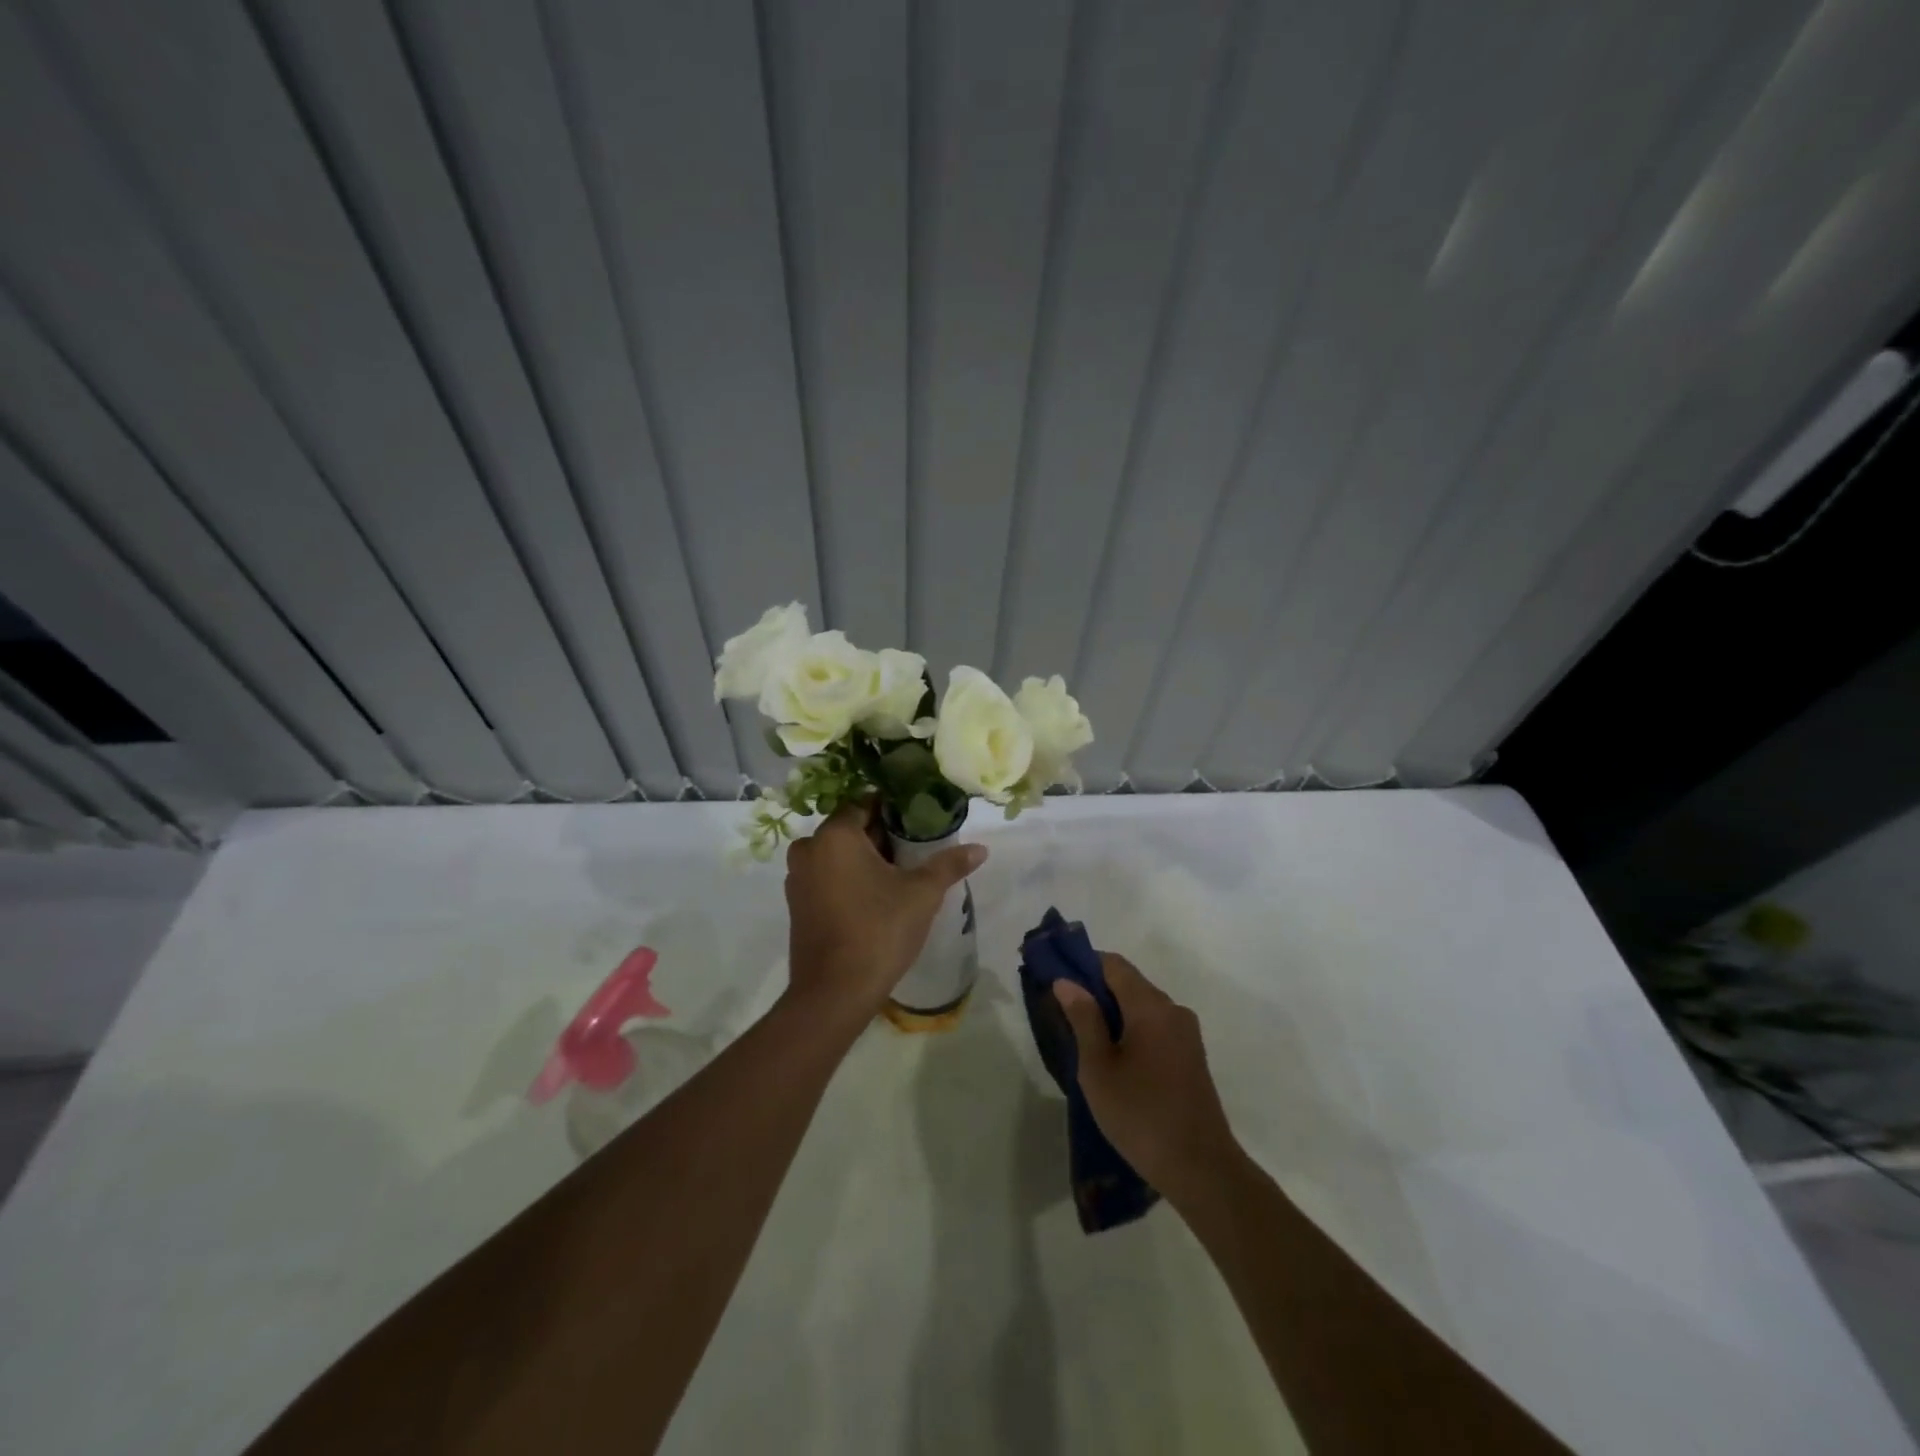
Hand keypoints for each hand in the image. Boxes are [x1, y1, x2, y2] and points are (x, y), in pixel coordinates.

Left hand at [784, 800, 985, 1024]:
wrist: (834, 992)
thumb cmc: (879, 930)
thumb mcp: (922, 894)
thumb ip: (949, 864)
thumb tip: (981, 849)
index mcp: (835, 835)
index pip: (864, 803)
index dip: (894, 810)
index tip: (919, 821)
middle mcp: (809, 849)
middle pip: (850, 829)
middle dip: (881, 836)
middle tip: (915, 850)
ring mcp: (798, 879)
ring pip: (837, 854)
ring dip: (864, 859)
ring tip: (899, 875)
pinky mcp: (797, 905)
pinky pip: (826, 877)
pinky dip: (847, 878)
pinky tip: (875, 897)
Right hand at [1053, 954, 1241, 1201]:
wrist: (1202, 1170)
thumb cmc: (1141, 1115)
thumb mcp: (1099, 1068)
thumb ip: (1083, 1019)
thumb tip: (1066, 981)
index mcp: (1150, 1006)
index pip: (1113, 964)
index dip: (1082, 964)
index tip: (1055, 979)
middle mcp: (1173, 1010)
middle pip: (1128, 983)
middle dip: (1095, 991)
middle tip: (1062, 1014)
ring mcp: (1186, 1034)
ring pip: (1141, 1007)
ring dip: (1112, 1014)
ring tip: (1083, 1040)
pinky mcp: (1191, 1056)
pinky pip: (1155, 1027)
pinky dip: (1131, 1031)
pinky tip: (1113, 1059)